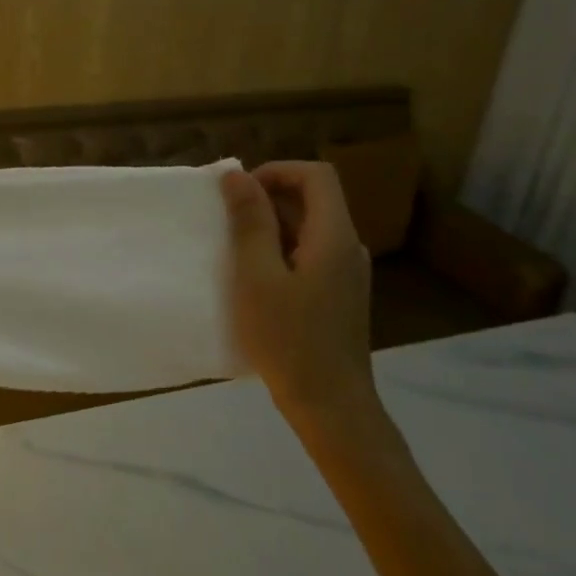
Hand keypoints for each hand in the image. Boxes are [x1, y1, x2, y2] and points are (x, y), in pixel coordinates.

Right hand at [221, 161, 376, 425]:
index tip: (239, 193)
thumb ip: (249, 222)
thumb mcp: (256, 276)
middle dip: (268, 199)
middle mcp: (348, 248)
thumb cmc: (288, 337)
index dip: (276, 171)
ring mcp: (347, 274)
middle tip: (227, 222)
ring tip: (235, 251)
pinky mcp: (339, 296)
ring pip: (310, 228)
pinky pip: (310, 254)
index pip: (316, 175)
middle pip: (314, 200)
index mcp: (334, 236)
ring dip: (271, 227)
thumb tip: (238, 176)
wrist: (330, 404)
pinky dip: (281, 252)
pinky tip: (256, 280)